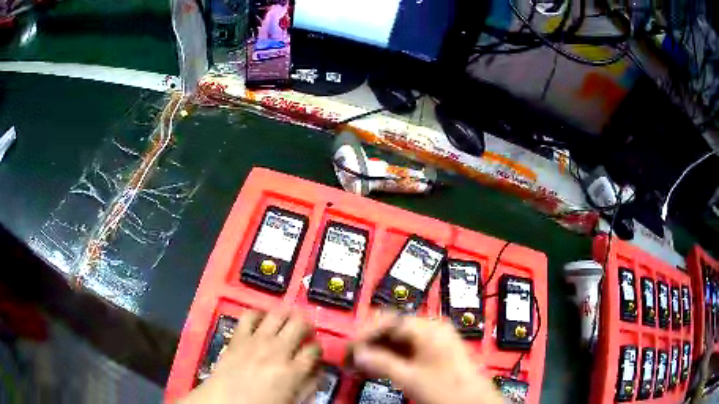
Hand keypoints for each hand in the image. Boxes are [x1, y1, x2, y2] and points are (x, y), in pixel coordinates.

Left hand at [181, 309, 321, 403]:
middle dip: (306, 326)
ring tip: (287, 320)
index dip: (317, 348)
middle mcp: (277, 351)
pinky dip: (258, 314)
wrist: (225, 402)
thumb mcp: (291, 401)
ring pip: (278, 315)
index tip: (314, 351)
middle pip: (299, 325)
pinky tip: (261, 319)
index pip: (314, 349)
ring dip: (286, 315)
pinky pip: (250, 315)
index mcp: (293, 371)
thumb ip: (308, 386)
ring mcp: (256, 341)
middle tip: (304, 332)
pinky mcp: (238, 336)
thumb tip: (317, 372)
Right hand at [350, 312, 503, 403]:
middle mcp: (431, 329)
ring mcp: (432, 342)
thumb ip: (382, 363)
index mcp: (429, 328)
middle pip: (392, 329)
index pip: (389, 320)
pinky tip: (374, 369)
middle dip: (368, 344)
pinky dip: (388, 359)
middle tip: (349, 359)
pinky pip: (405, 351)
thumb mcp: (410, 377)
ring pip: (396, 341)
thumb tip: (357, 355)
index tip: (349, 348)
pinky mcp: (432, 355)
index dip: (365, 333)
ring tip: (357, 367)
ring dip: (376, 353)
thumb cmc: (445, 388)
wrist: (473, 403)